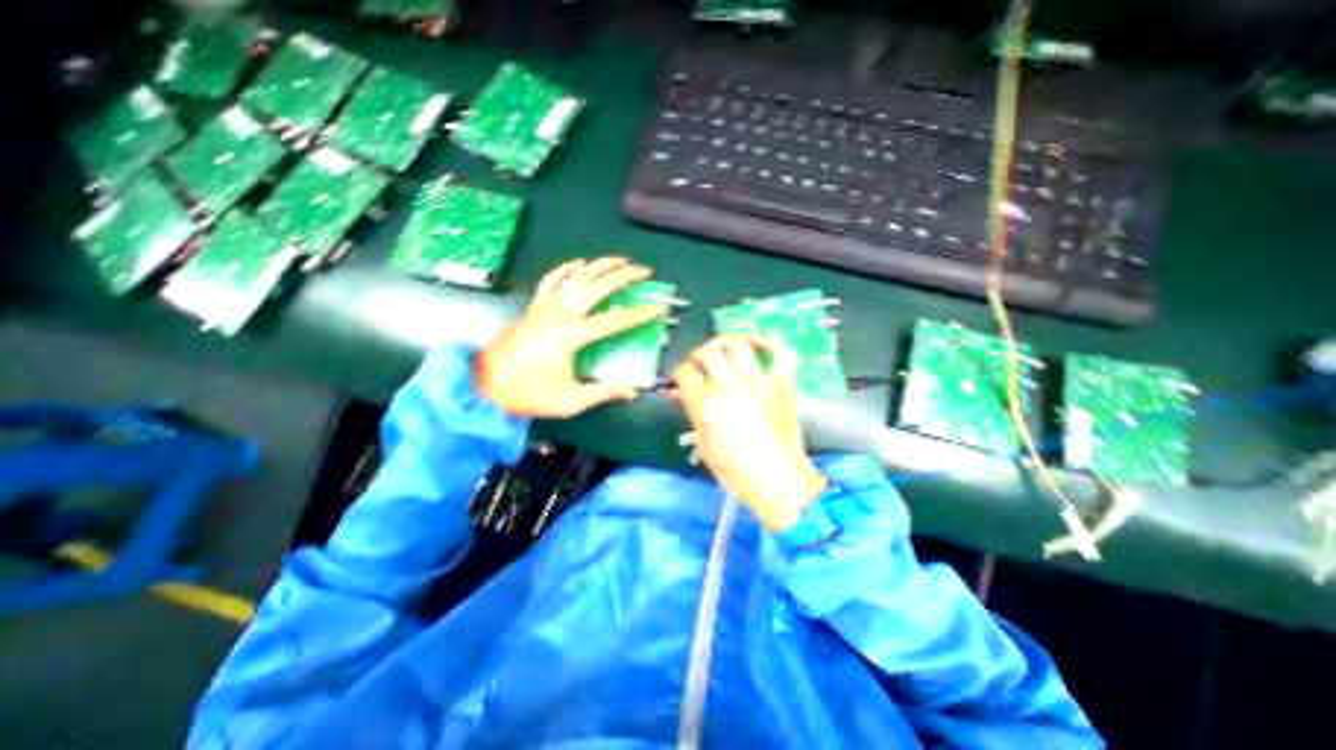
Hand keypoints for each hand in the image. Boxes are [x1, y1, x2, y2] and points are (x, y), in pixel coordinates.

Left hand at [478, 257, 667, 419]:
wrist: (485, 387)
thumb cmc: (528, 395)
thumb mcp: (570, 401)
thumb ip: (604, 392)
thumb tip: (633, 391)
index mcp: (571, 336)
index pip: (614, 320)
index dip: (640, 313)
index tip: (659, 306)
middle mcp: (559, 314)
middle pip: (596, 286)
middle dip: (623, 276)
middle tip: (644, 271)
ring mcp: (545, 307)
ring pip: (576, 276)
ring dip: (600, 265)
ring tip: (620, 260)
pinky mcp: (534, 307)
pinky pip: (552, 280)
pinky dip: (567, 268)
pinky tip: (579, 263)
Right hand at [680, 334, 825, 531]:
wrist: (777, 479)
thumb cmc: (734, 469)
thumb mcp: (703, 442)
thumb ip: (690, 412)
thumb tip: (678, 392)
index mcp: (706, 402)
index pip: (685, 372)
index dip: (679, 373)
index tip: (681, 379)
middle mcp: (730, 384)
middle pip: (708, 352)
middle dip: (698, 354)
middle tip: (699, 363)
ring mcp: (758, 381)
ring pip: (739, 345)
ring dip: (726, 341)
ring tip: (723, 348)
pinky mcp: (782, 383)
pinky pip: (782, 354)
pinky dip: (772, 343)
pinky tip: (760, 342)